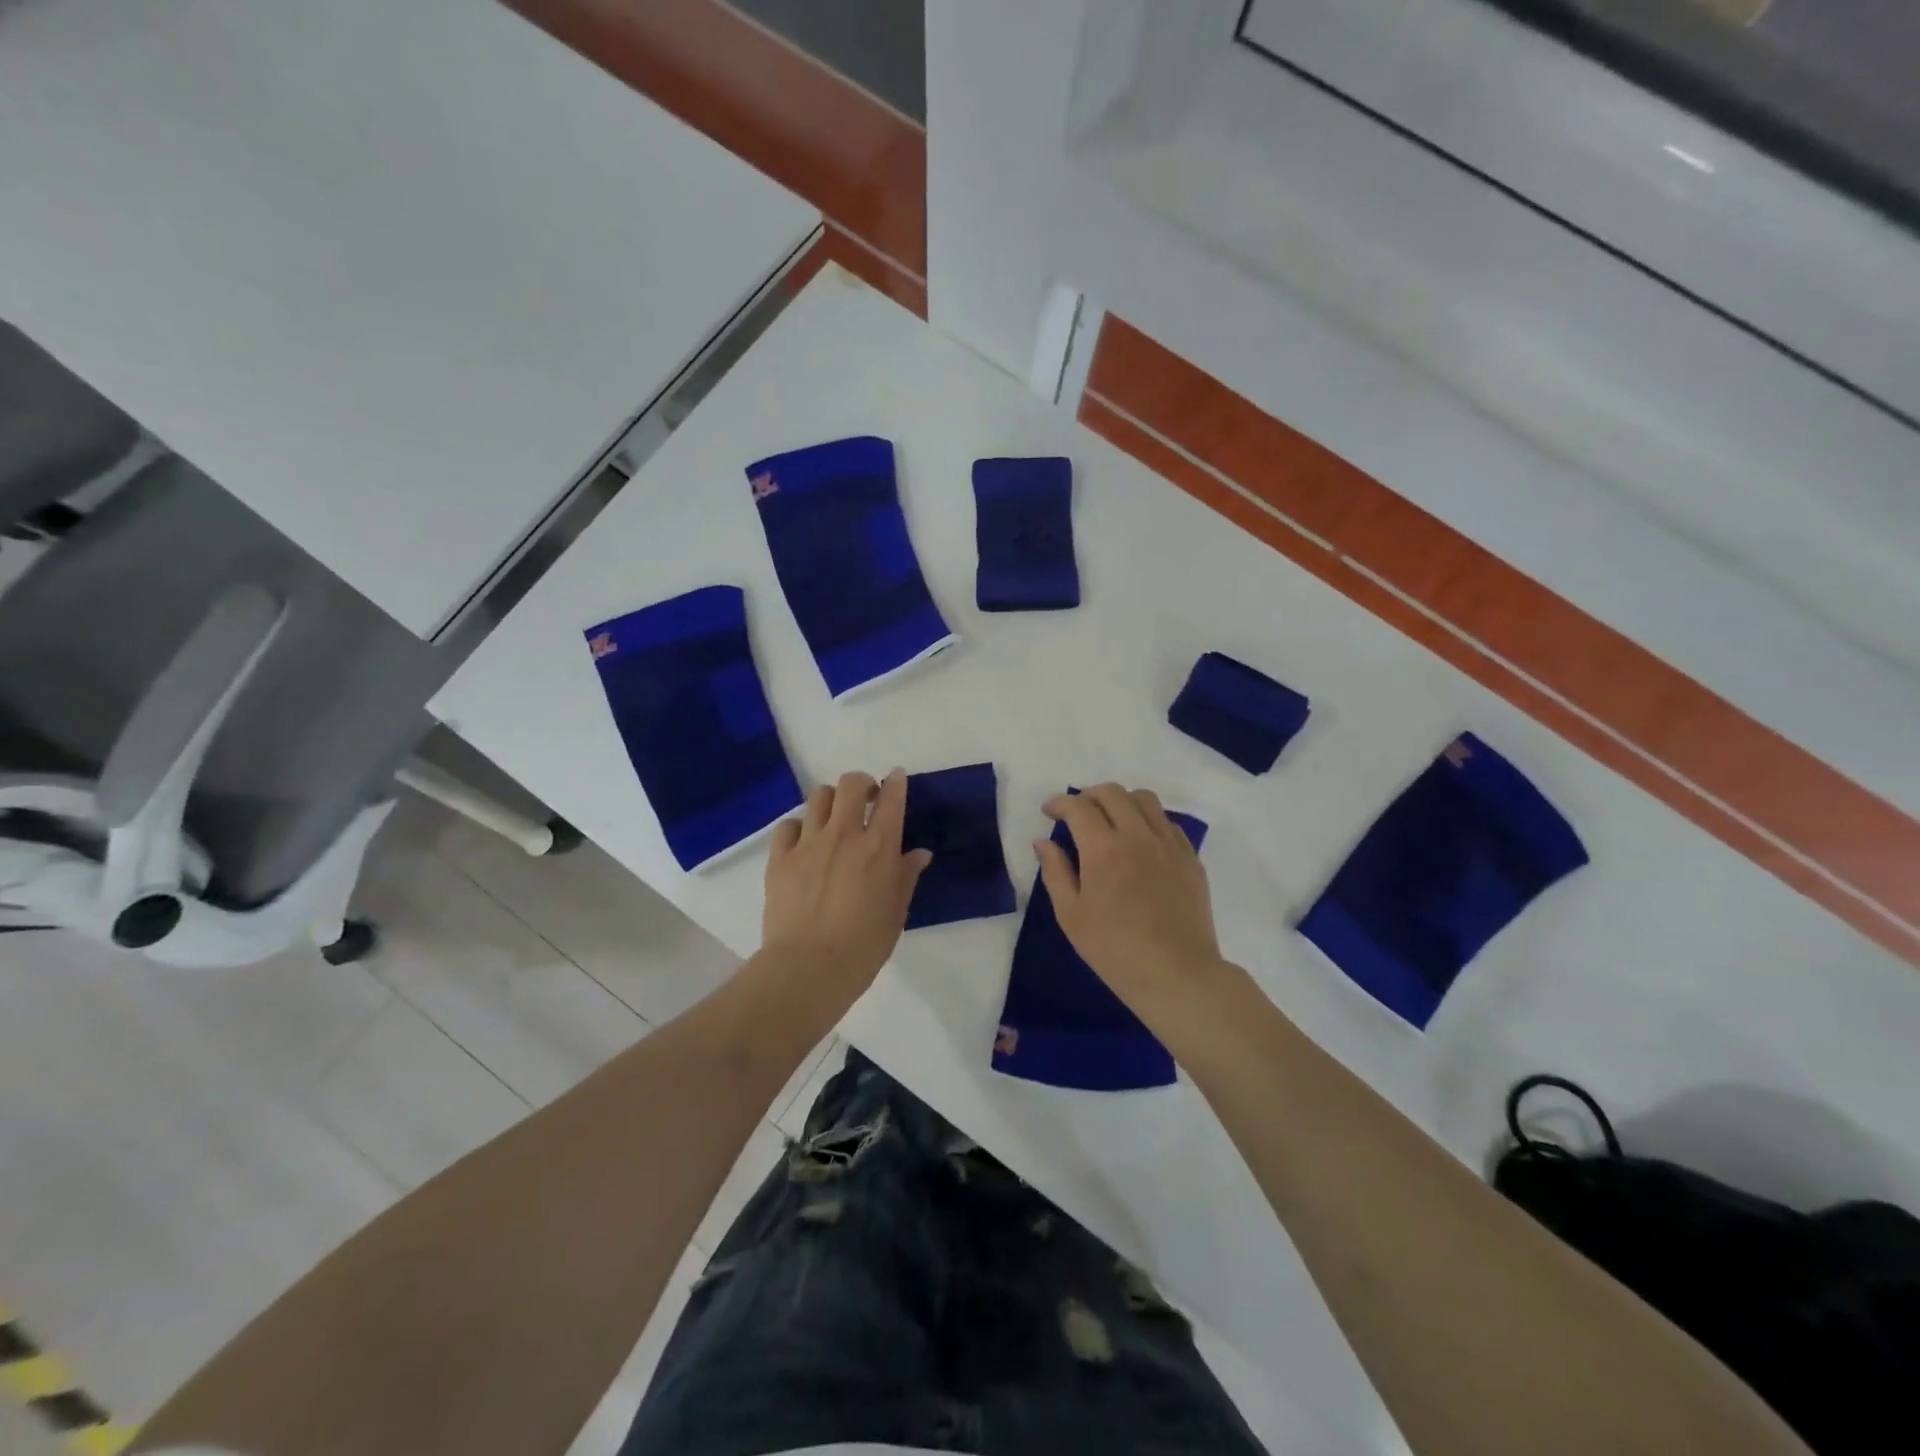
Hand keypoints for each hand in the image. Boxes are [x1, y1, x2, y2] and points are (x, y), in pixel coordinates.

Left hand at [762, 769, 931, 1001]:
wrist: (810, 967)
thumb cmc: (864, 944)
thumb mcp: (896, 911)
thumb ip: (906, 875)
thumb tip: (919, 853)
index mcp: (879, 847)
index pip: (891, 799)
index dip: (895, 782)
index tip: (896, 778)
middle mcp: (844, 834)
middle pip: (851, 784)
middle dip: (861, 783)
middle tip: (865, 799)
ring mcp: (809, 843)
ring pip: (819, 797)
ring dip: (831, 801)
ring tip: (834, 818)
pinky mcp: (780, 858)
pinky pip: (788, 825)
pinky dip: (799, 827)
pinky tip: (804, 843)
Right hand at [1037, 783, 1226, 1012]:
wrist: (1177, 974)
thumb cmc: (1114, 950)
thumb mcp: (1071, 915)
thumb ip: (1055, 872)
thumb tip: (1043, 842)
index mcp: (1103, 848)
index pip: (1078, 807)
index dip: (1059, 803)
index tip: (1049, 812)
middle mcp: (1138, 835)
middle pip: (1112, 793)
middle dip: (1088, 796)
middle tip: (1076, 813)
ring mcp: (1169, 844)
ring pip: (1144, 799)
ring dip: (1121, 801)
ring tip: (1110, 820)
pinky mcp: (1190, 857)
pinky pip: (1167, 822)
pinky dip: (1147, 820)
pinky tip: (1140, 841)